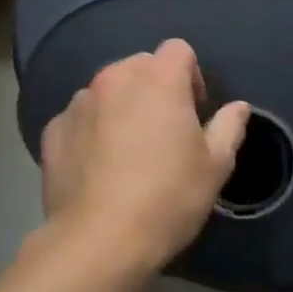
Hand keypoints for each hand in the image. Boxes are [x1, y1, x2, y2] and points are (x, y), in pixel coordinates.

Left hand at [37, 40, 250, 275]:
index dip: (191, 75)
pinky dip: (91, 130)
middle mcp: (114, 79)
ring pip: (107, 90)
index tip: (194, 111)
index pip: (178, 49)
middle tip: (164, 131)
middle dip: (155, 88)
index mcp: (158, 79)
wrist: (98, 242)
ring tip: (127, 150)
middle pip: (140, 65)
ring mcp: (79, 103)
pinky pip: (80, 118)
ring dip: (121, 107)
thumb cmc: (168, 198)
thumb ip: (229, 127)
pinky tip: (98, 167)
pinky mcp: (53, 130)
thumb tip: (239, 107)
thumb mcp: (215, 166)